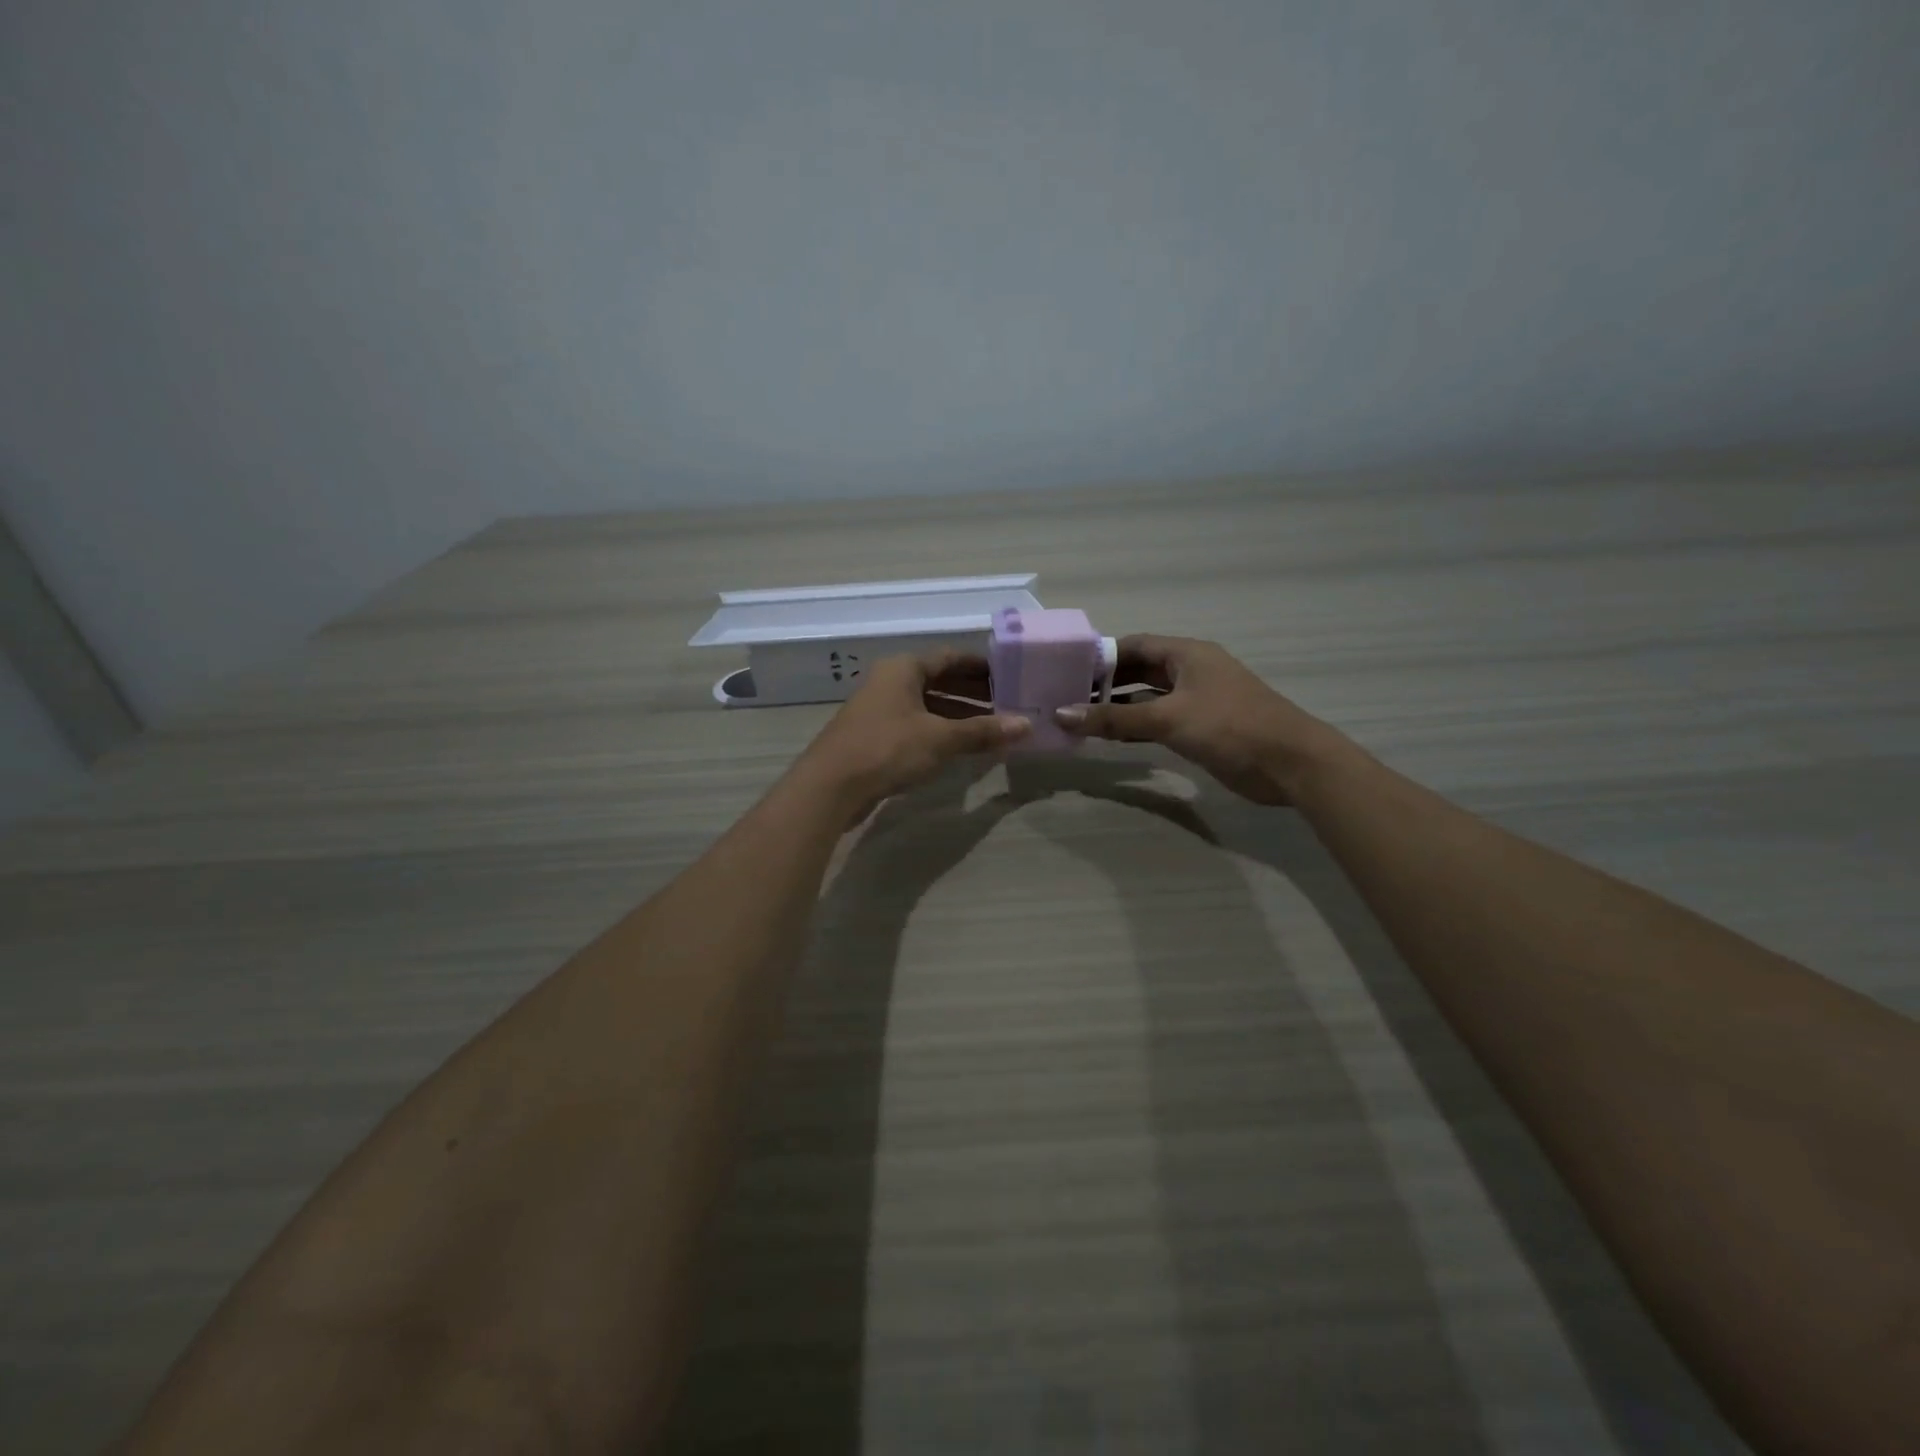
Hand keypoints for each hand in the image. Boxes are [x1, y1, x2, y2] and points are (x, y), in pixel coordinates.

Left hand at [795, 651, 1028, 823]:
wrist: (830, 786)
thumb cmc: (887, 749)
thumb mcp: (940, 738)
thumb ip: (983, 731)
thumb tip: (1026, 725)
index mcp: (904, 668)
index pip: (951, 657)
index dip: (982, 666)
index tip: (1011, 676)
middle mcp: (891, 681)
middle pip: (940, 680)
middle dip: (974, 692)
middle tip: (1009, 704)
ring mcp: (880, 709)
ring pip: (928, 705)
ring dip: (959, 715)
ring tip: (993, 728)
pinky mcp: (876, 736)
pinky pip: (917, 725)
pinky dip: (941, 732)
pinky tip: (962, 748)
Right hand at [1054, 635, 1348, 804]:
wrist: (1290, 764)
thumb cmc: (1229, 727)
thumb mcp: (1167, 719)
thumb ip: (1114, 717)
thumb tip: (1062, 714)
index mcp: (1186, 654)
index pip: (1133, 646)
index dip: (1100, 656)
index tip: (1066, 671)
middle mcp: (1190, 671)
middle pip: (1138, 671)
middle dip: (1105, 684)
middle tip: (1066, 698)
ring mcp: (1197, 701)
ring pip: (1147, 698)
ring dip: (1118, 708)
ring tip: (1079, 719)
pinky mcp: (1201, 728)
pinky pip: (1159, 721)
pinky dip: (1136, 727)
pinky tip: (1110, 738)